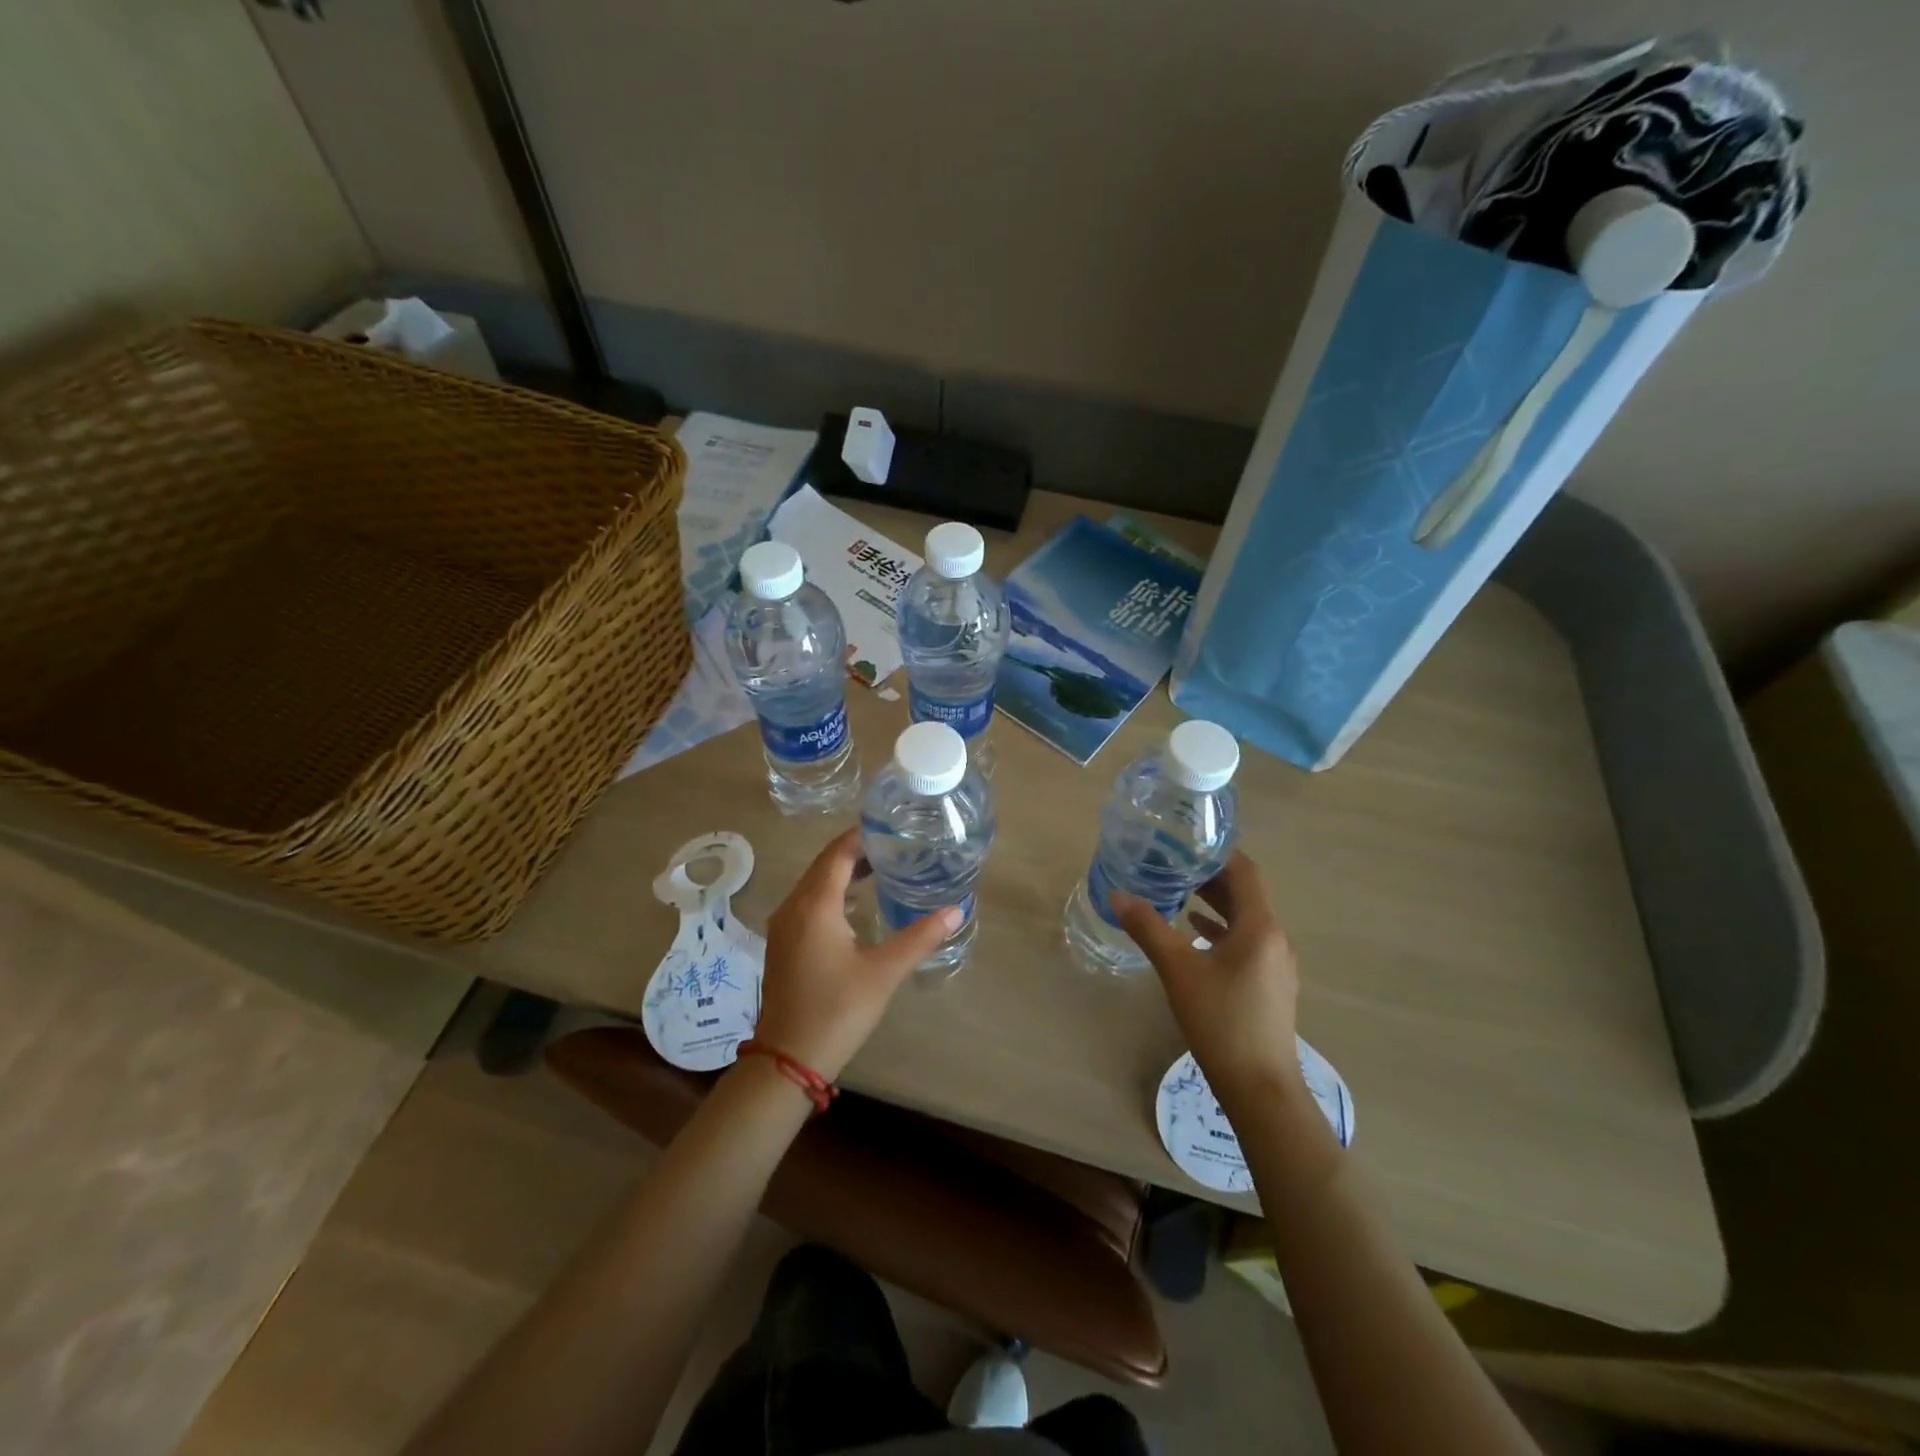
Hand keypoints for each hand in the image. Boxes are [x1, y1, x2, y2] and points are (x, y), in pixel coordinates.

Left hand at [756, 827, 961, 1080]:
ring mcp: (784, 926)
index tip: (891, 826)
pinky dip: (832, 893)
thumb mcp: (884, 972)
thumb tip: (955, 910)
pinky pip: (808, 902)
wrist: (787, 1059)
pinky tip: (856, 905)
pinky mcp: (784, 944)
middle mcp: (794, 907)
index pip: (838, 853)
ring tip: (880, 867)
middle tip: (893, 844)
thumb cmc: (837, 1010)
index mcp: (815, 905)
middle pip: (824, 865)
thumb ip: (920, 937)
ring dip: (842, 872)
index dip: (862, 836)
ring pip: (814, 884)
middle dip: (855, 851)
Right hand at [1111, 853, 1302, 1108]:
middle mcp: (1275, 938)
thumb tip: (1118, 894)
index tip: (1184, 843)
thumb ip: (1148, 928)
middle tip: (1172, 864)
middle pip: (1246, 894)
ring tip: (1179, 893)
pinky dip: (1221, 930)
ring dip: (1215, 903)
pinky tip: (1195, 934)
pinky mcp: (1270, 986)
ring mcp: (1276, 964)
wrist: (1260, 1087)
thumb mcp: (1178, 969)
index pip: (1245, 871)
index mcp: (1260, 926)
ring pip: (1245, 920)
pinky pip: (1246, 943)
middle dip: (1211, 877)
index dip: (1217, 853)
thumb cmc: (1221, 1020)